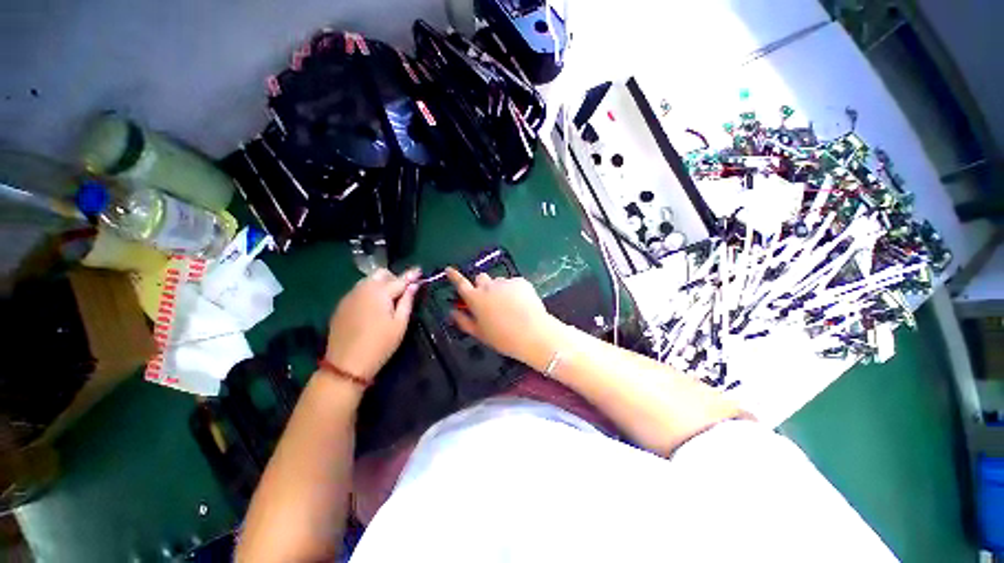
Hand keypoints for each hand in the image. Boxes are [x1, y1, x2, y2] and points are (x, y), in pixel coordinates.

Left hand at [324, 267, 420, 381]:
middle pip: (381, 274)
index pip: (400, 279)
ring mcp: (350, 296)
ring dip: (380, 284)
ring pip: (368, 281)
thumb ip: (407, 301)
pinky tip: (373, 307)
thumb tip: (413, 286)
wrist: (346, 364)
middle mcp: (363, 289)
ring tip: (388, 299)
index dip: (411, 275)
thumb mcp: (400, 324)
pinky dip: (369, 292)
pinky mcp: (341, 305)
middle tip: (403, 291)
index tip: (419, 270)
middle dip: (394, 277)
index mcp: (380, 293)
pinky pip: (358, 291)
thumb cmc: (380, 345)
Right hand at [445, 267, 563, 369]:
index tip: (449, 269)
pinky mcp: (521, 281)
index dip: (454, 276)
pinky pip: (513, 283)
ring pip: (498, 281)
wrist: (533, 333)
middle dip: (482, 285)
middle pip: (480, 278)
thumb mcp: (479, 333)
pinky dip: (514, 290)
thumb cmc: (503, 338)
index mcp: (475, 298)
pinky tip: (521, 304)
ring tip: (509, 305)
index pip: (460, 283)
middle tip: (489, 299)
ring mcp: (506, 282)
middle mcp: (488, 286)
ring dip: (499, 289)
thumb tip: (452, 312)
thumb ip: (463, 321)